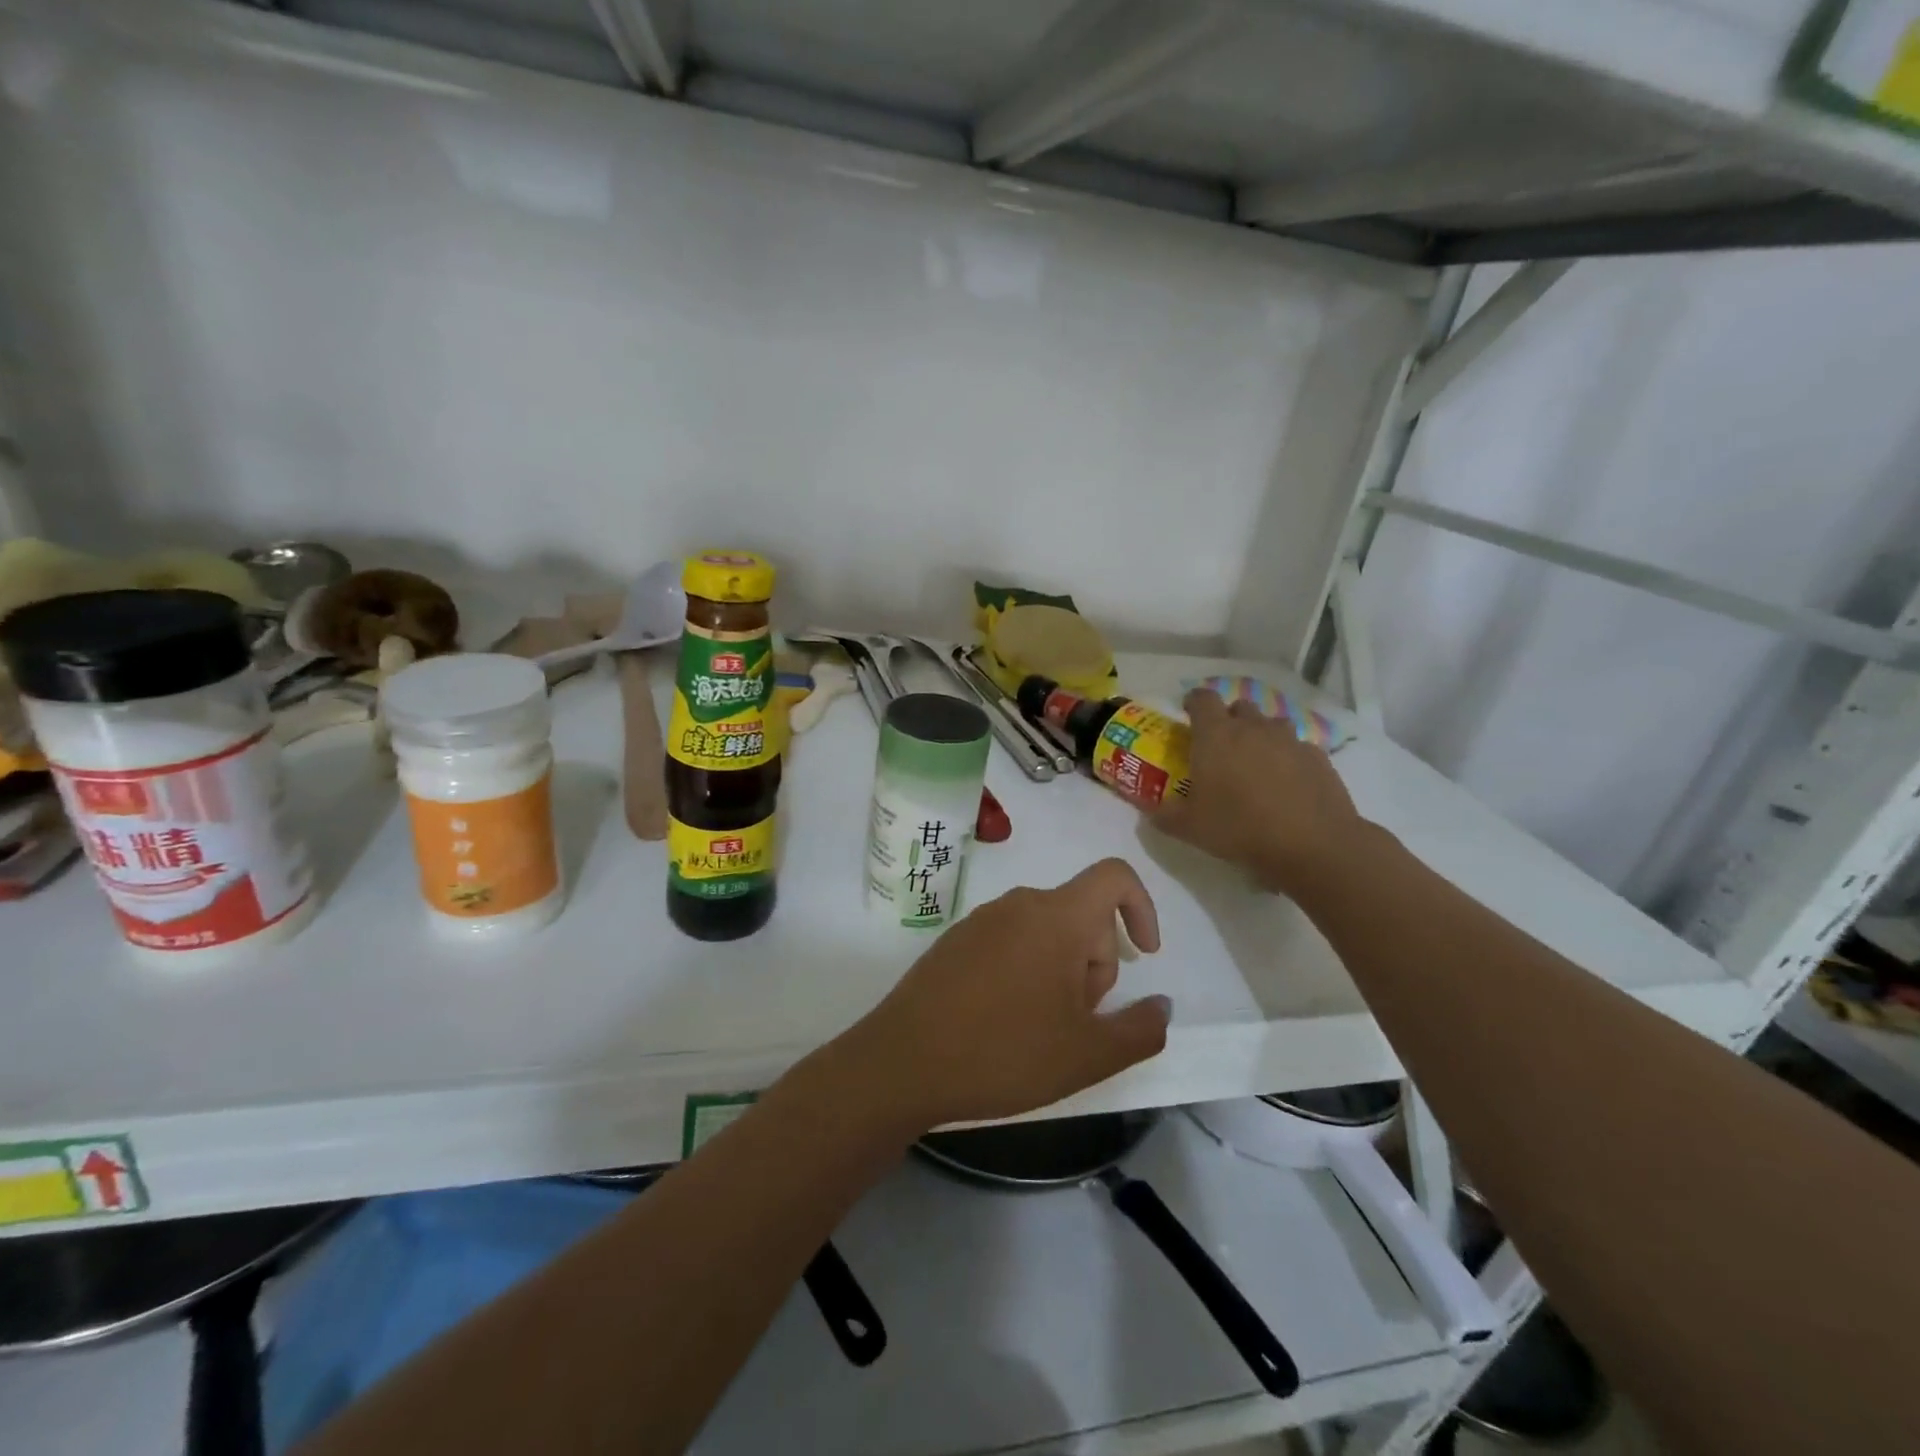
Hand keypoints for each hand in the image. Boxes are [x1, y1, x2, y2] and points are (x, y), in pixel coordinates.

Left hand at [841, 858, 1169, 1131]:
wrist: (902, 1063)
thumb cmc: (1003, 1053)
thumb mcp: (1087, 1055)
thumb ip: (1141, 1029)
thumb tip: (1162, 1004)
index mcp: (1056, 916)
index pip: (1114, 876)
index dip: (1142, 907)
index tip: (1146, 955)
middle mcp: (1019, 903)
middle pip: (1081, 915)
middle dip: (1095, 963)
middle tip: (1074, 1021)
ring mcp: (982, 919)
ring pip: (1046, 932)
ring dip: (1060, 972)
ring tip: (1038, 1028)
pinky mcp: (956, 939)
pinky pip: (1010, 940)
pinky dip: (1025, 970)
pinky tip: (1003, 1020)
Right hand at [1154, 688, 1366, 893]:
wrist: (1313, 844)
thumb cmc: (1240, 828)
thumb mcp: (1189, 828)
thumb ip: (1164, 815)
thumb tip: (1150, 811)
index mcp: (1216, 735)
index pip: (1202, 699)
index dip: (1193, 702)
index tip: (1188, 714)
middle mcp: (1253, 727)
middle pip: (1239, 706)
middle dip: (1228, 720)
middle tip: (1221, 747)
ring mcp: (1289, 740)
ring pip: (1271, 724)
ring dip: (1260, 735)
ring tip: (1255, 764)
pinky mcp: (1318, 757)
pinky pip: (1297, 747)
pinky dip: (1288, 757)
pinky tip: (1287, 784)